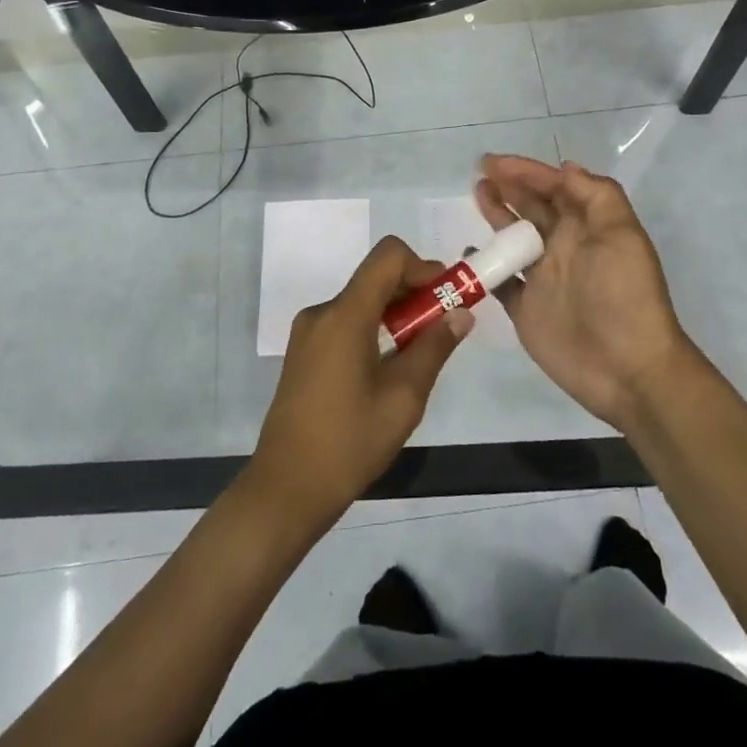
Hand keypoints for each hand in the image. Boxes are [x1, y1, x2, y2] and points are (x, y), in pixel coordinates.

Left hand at [247, 236, 470, 526]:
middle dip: (414, 294)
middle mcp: (323, 312)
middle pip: (376, 278)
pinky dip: (374, 330)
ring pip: (362, 301)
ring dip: (396, 314)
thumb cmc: (349, 444)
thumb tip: (461, 313)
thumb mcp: (403, 398)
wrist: (285, 491)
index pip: (388, 256)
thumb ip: (434, 348)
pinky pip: (346, 322)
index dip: (423, 267)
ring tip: (418, 356)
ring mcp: (308, 332)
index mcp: (345, 314)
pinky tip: (387, 370)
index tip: (445, 299)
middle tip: (442, 329)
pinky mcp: (303, 352)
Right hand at [476, 154, 699, 431]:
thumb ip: (595, 195)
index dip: (526, 171)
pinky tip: (471, 251)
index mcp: (586, 226)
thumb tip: (565, 167)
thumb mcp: (622, 235)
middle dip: (508, 186)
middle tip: (481, 173)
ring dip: (496, 214)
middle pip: (531, 207)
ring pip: (513, 237)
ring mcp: (543, 278)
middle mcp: (563, 246)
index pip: (554, 187)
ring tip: (477, 195)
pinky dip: (485, 266)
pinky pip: (500, 281)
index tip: (494, 163)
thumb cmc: (624, 296)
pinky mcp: (526, 308)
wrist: (629, 370)